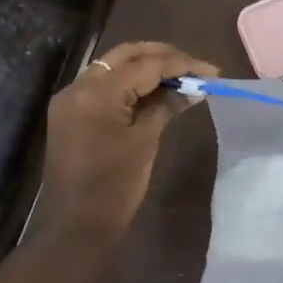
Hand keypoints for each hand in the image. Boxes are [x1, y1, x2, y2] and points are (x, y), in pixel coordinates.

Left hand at [32, 41, 219, 241]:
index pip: (145, 65)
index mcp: (96, 92)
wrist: (75, 227)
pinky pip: (103, 87)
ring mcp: (71, 100)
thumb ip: (166, 106)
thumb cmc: (114, 186)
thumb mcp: (145, 141)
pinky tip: (155, 92)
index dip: (181, 65)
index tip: (212, 71)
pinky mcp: (71, 114)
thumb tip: (194, 88)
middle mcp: (78, 86)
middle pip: (125, 56)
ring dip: (146, 68)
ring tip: (180, 76)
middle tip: (194, 67)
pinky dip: (129, 84)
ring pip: (113, 68)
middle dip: (162, 56)